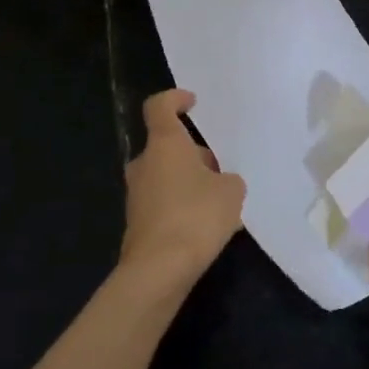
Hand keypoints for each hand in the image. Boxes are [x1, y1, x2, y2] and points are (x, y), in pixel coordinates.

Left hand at [122, 90, 245, 288]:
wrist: (158, 270)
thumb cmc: (196, 216)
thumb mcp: (232, 192)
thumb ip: (228, 179)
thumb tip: (218, 184)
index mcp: (164, 144)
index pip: (160, 106)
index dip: (175, 99)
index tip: (192, 103)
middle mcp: (145, 163)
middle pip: (168, 146)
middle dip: (194, 154)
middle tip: (221, 170)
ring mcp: (137, 194)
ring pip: (166, 175)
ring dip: (189, 182)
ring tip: (220, 203)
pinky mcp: (137, 222)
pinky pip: (163, 202)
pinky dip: (182, 206)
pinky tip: (205, 227)